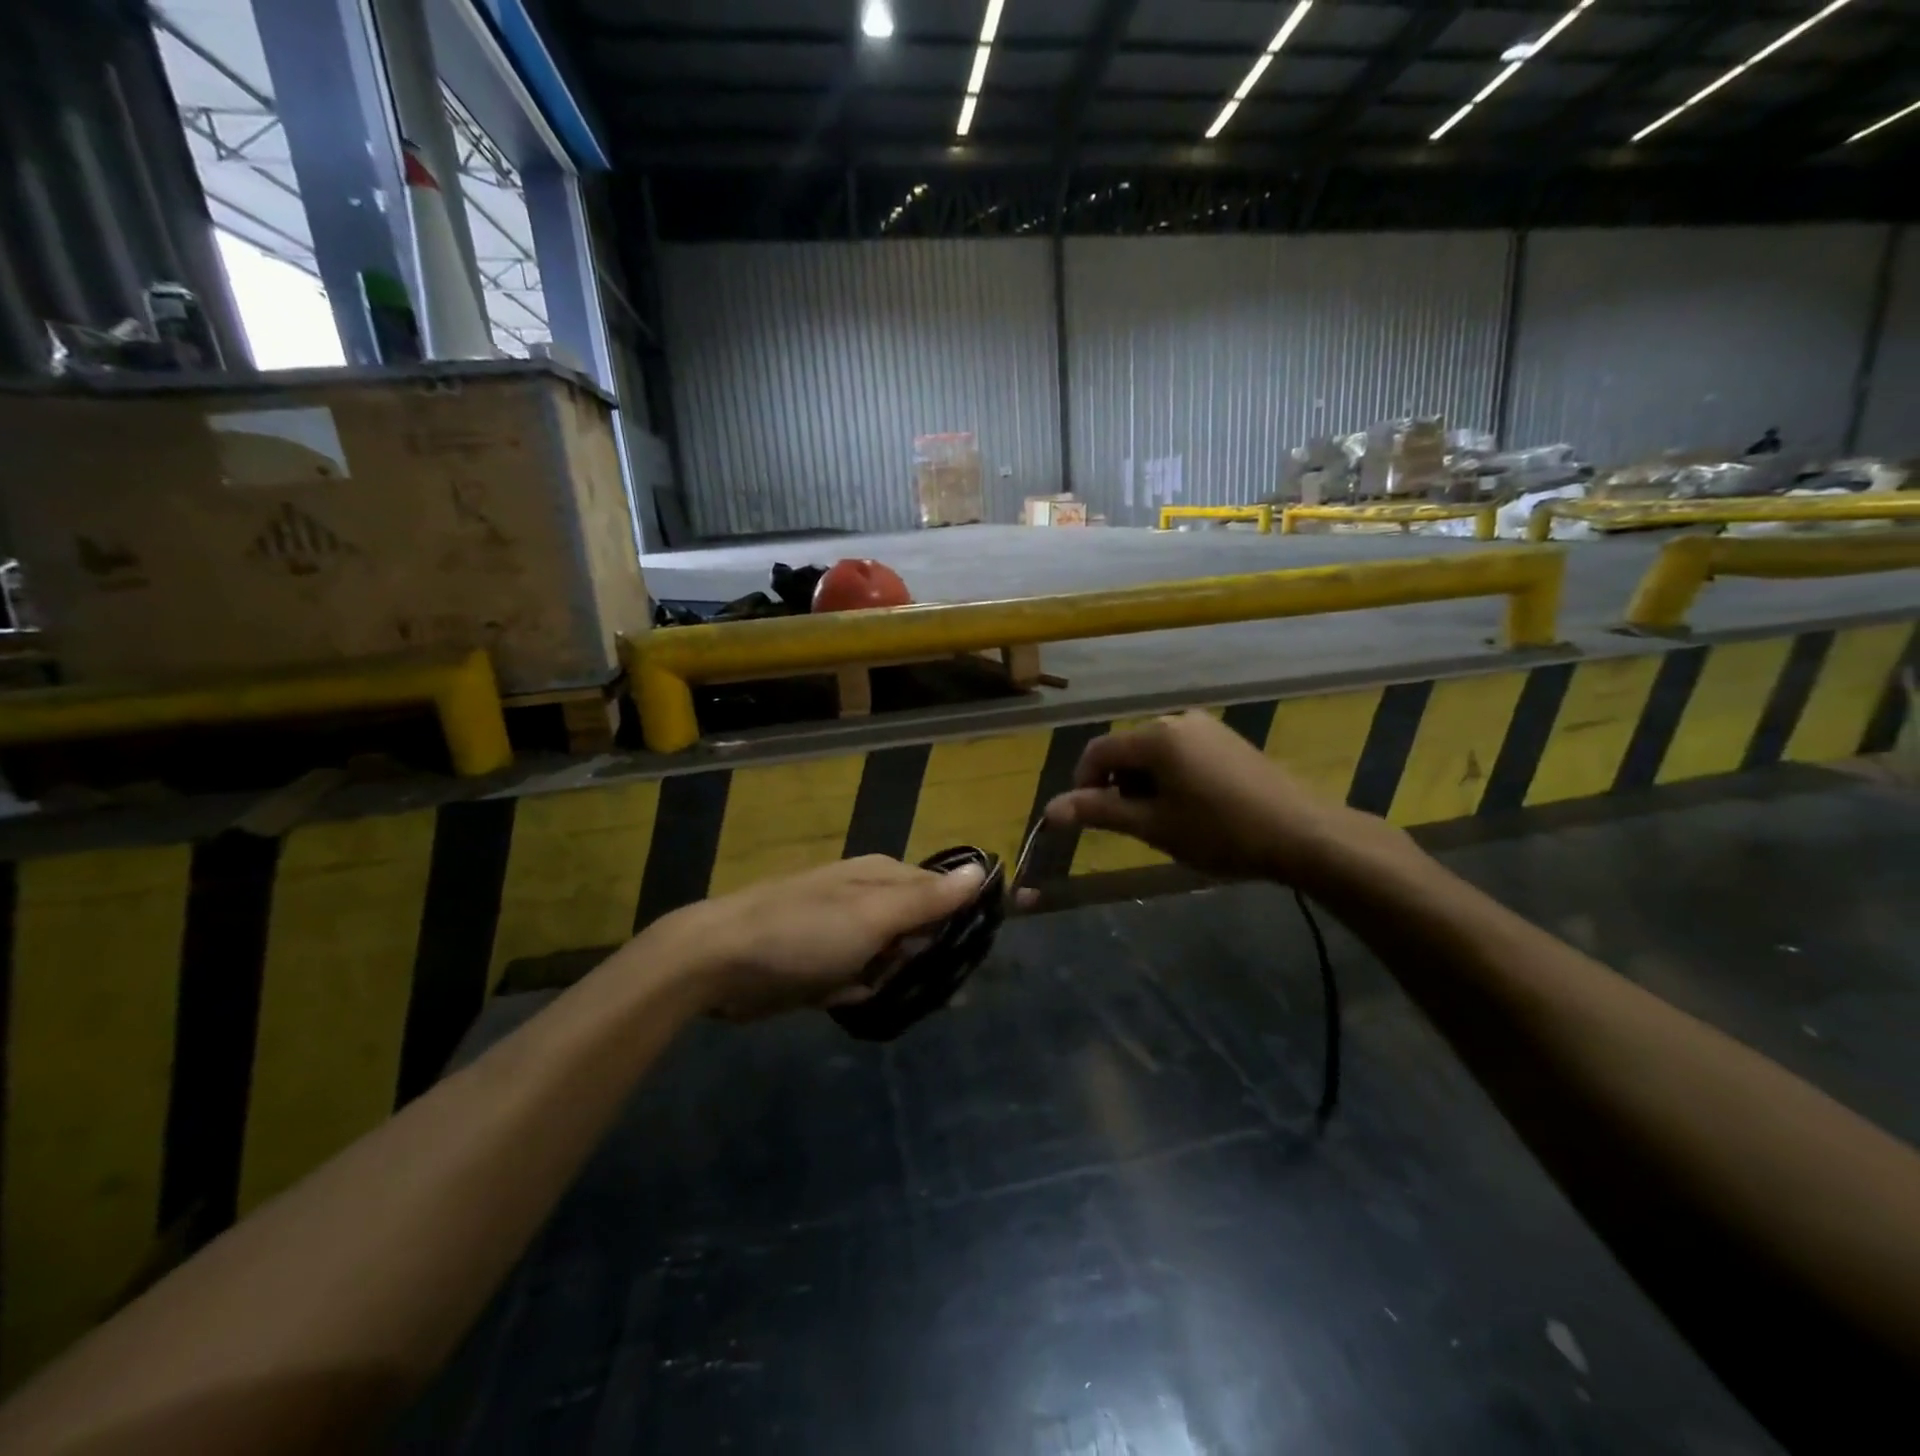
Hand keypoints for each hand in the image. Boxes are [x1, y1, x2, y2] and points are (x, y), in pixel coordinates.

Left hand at [653, 855, 986, 1020]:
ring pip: (892, 961)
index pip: (943, 894)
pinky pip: (861, 981)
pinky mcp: (823, 964)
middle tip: (930, 991)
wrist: (718, 962)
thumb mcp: (873, 914)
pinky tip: (845, 1001)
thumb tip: (983, 869)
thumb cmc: (804, 933)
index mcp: (884, 877)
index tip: (972, 959)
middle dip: (924, 962)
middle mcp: (868, 899)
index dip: (960, 924)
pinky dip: (859, 994)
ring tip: (880, 995)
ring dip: (892, 983)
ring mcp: (844, 933)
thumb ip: (929, 898)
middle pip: (920, 931)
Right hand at [1043, 710, 1404, 884]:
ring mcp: (1206, 727)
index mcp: (1156, 736)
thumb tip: (1049, 810)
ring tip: (1163, 820)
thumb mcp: (1153, 826)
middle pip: (1127, 749)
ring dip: (1144, 782)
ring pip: (1154, 752)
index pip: (1098, 751)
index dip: (1083, 783)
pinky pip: (1181, 752)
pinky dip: (1171, 776)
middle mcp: (1177, 720)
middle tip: (1132, 825)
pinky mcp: (1227, 739)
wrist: (1300, 833)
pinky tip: (1191, 807)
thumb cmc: (1219, 831)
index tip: (1089, 818)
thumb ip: (1099, 812)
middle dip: (1118, 784)